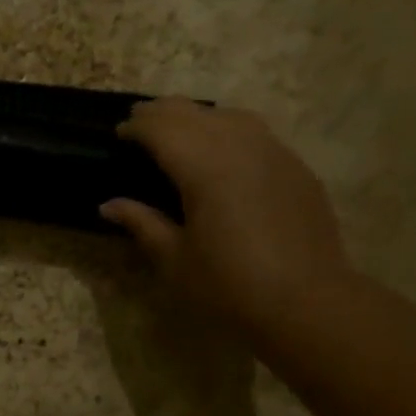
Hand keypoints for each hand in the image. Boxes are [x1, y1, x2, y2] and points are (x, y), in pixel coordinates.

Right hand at [101, 98, 352, 342]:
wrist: (307, 302)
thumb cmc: (229, 286)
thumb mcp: (175, 260)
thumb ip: (142, 224)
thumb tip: (108, 206)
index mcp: (204, 168)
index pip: (163, 130)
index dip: (137, 127)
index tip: (118, 133)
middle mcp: (240, 147)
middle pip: (195, 114)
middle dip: (163, 113)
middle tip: (140, 122)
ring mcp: (275, 153)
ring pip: (230, 116)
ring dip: (198, 116)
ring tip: (180, 129)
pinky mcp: (296, 168)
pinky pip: (257, 134)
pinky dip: (229, 131)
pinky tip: (223, 151)